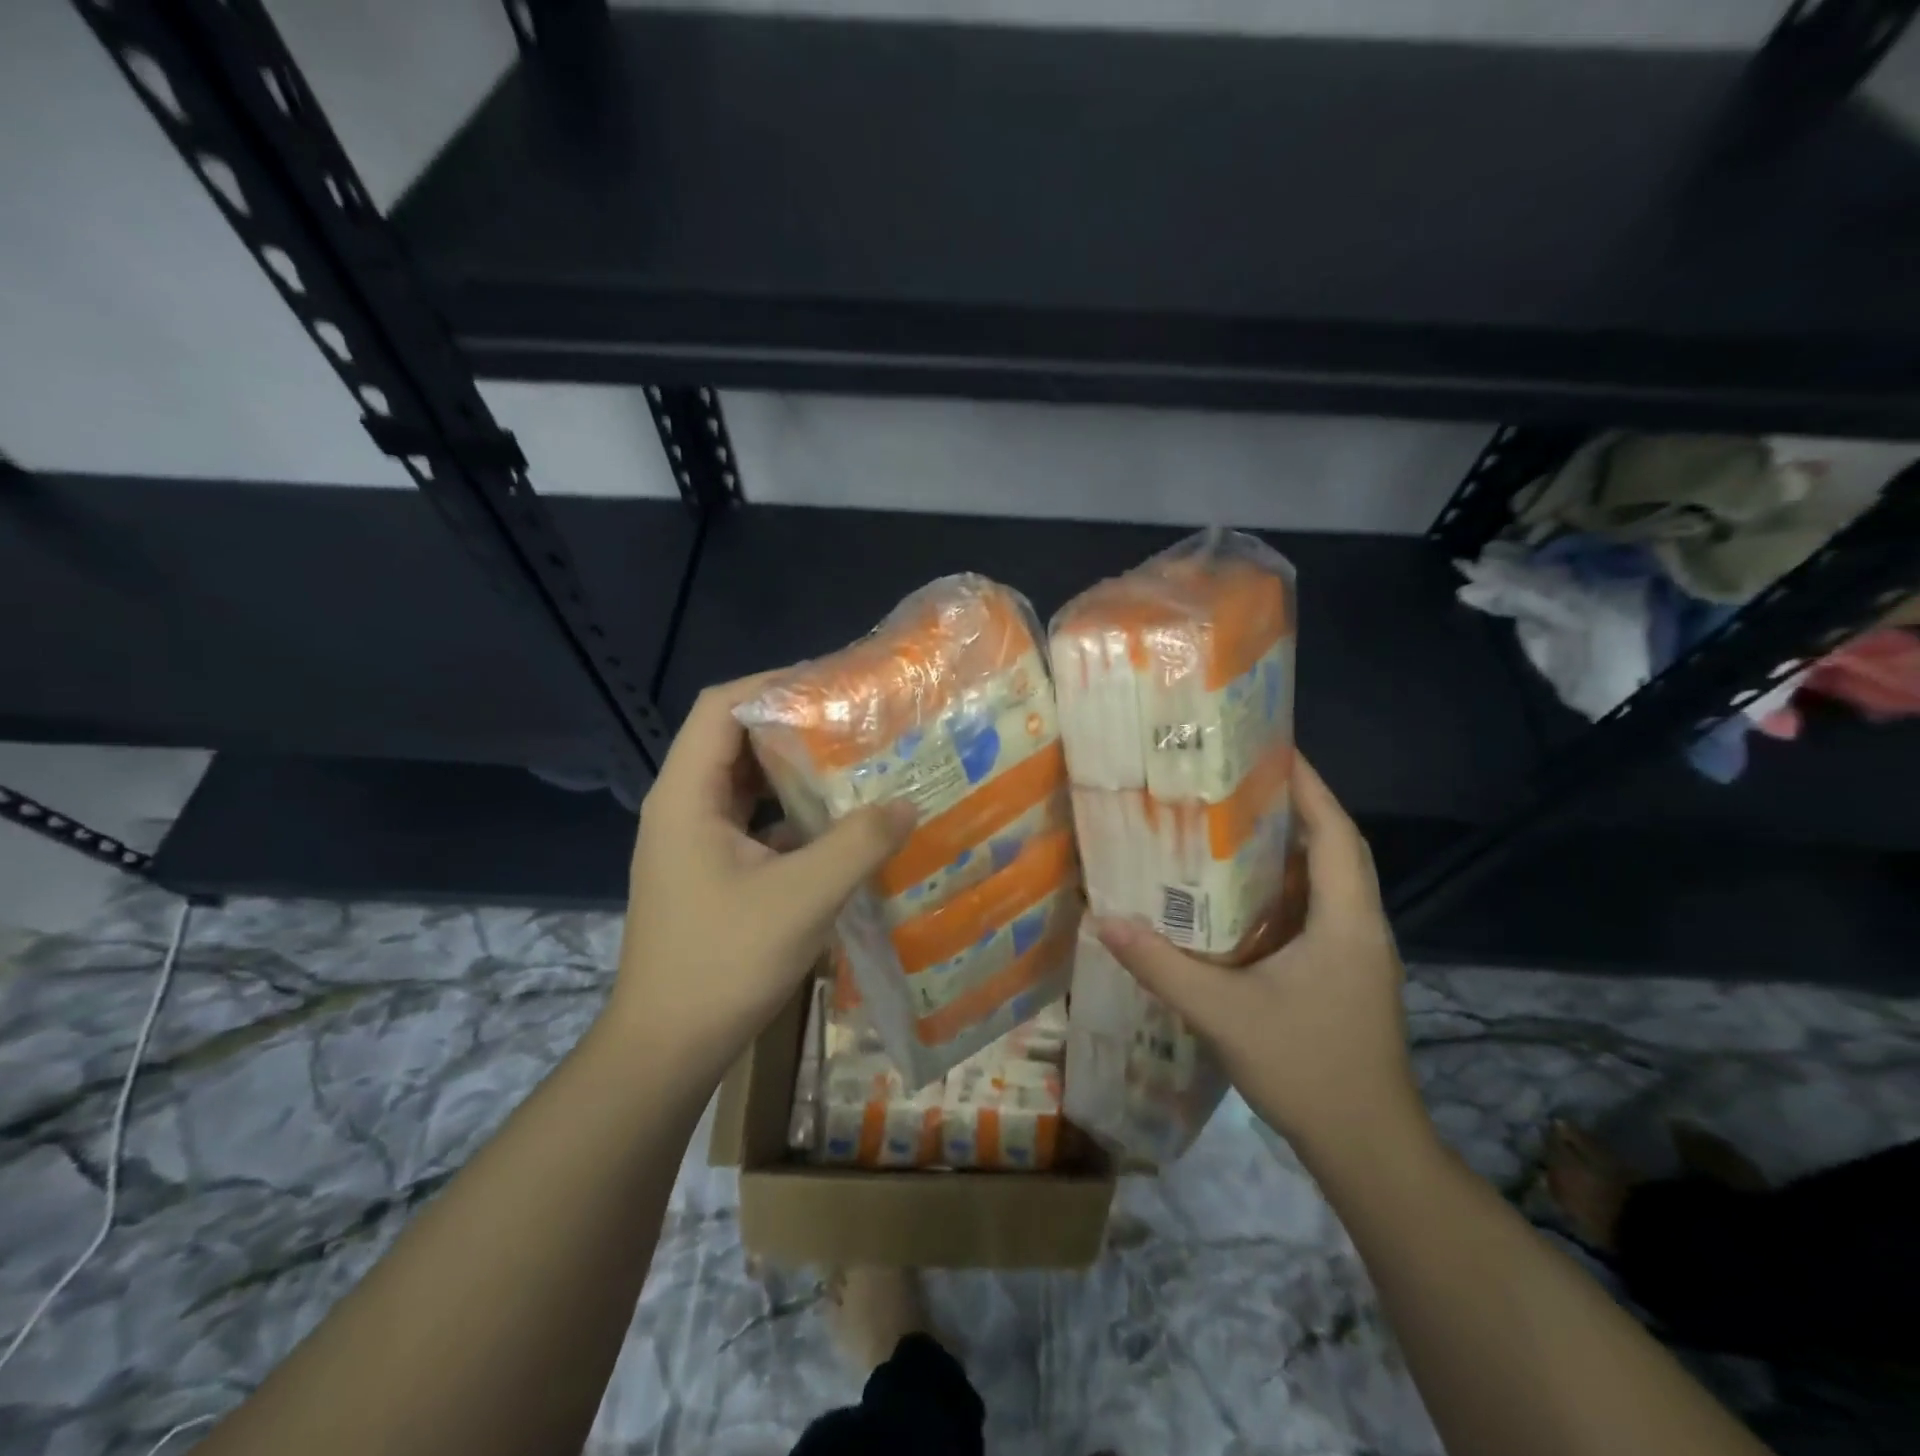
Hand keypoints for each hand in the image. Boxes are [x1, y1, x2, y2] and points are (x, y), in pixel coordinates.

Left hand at [608, 676, 916, 1085]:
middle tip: (857, 721)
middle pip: (737, 739)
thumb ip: (857, 844)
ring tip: (857, 762)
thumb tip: (906, 803)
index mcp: (687, 795)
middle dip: (796, 725)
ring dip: (797, 771)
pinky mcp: (713, 870)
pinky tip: (841, 824)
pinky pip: (756, 822)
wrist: (668, 1046)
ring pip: (749, 784)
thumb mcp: (802, 898)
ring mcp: (696, 840)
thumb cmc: (723, 962)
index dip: (774, 684)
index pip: (722, 707)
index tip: (834, 684)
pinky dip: (794, 814)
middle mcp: (684, 806)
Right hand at [1092, 754, 1428, 1161]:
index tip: (1274, 749)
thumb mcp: (1224, 1014)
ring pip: (1328, 881)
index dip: (1310, 786)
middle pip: (1336, 848)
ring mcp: (1358, 953)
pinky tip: (1243, 894)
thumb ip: (1163, 966)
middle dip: (1298, 807)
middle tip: (1242, 780)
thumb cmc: (1307, 1068)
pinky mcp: (1347, 975)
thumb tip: (1105, 921)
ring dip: (1292, 848)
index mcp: (1345, 921)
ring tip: (1236, 822)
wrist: (1369, 1148)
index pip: (1335, 833)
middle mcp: (1360, 926)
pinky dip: (1288, 888)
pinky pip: (1319, 911)